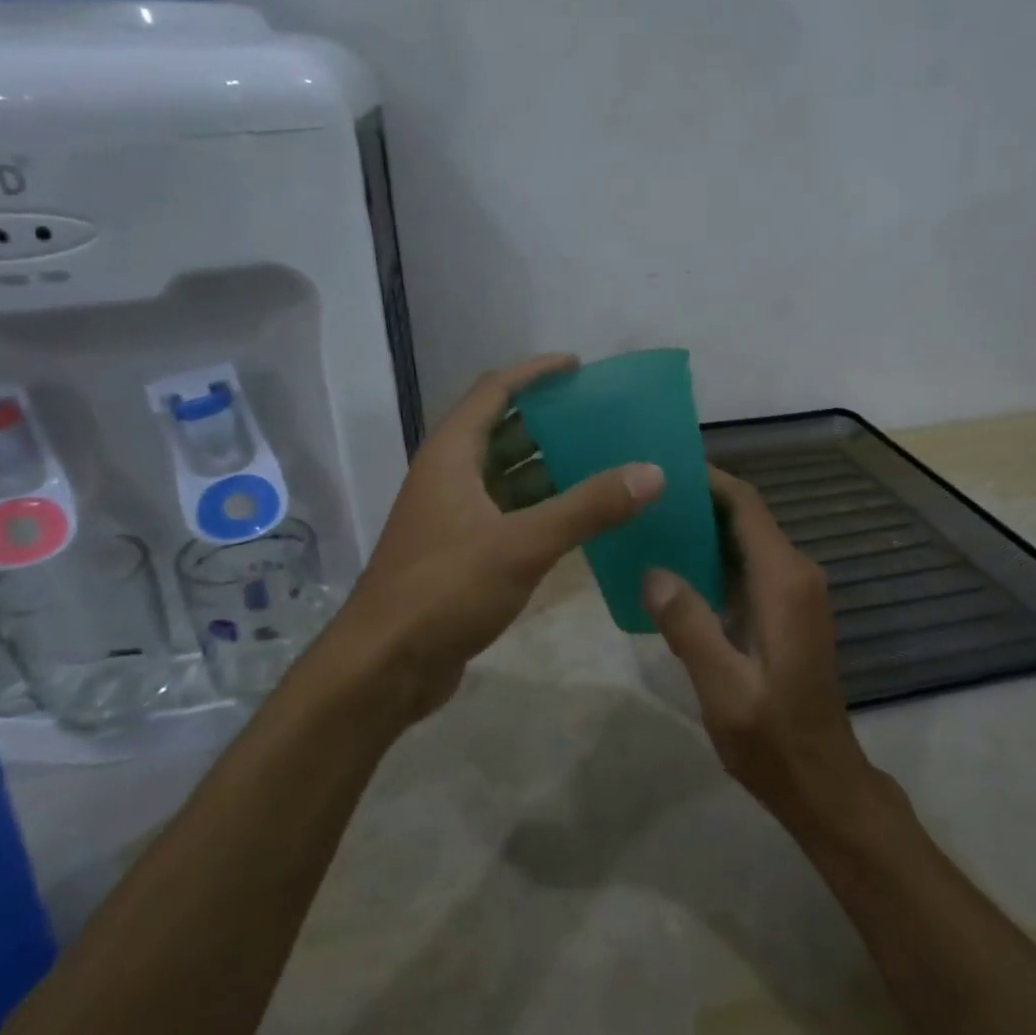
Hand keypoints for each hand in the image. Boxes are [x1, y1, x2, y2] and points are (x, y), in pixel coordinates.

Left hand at [334, 354, 664, 725]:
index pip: (494, 391)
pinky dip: (542, 510)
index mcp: (451, 456)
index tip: (579, 366)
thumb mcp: (521, 545)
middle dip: (550, 421)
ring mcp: (453, 518)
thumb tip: (651, 472)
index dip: (534, 373)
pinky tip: (580, 519)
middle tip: (603, 419)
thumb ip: (587, 508)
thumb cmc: (444, 590)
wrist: (384, 667)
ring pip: (507, 477)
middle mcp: (449, 478)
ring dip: (550, 468)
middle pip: (502, 431)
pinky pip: (509, 515)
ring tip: (605, 463)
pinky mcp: (462, 554)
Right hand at [642, 467, 873, 822]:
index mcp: (784, 582)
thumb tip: (654, 572)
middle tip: (645, 498)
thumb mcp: (723, 687)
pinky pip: (749, 569)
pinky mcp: (789, 613)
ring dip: (705, 531)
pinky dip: (715, 560)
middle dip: (699, 502)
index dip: (708, 480)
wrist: (822, 780)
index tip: (664, 467)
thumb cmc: (773, 737)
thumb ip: (689, 625)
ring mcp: (796, 595)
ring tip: (652, 527)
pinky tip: (676, 573)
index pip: (746, 506)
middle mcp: (796, 576)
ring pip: (747, 543)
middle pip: (746, 518)